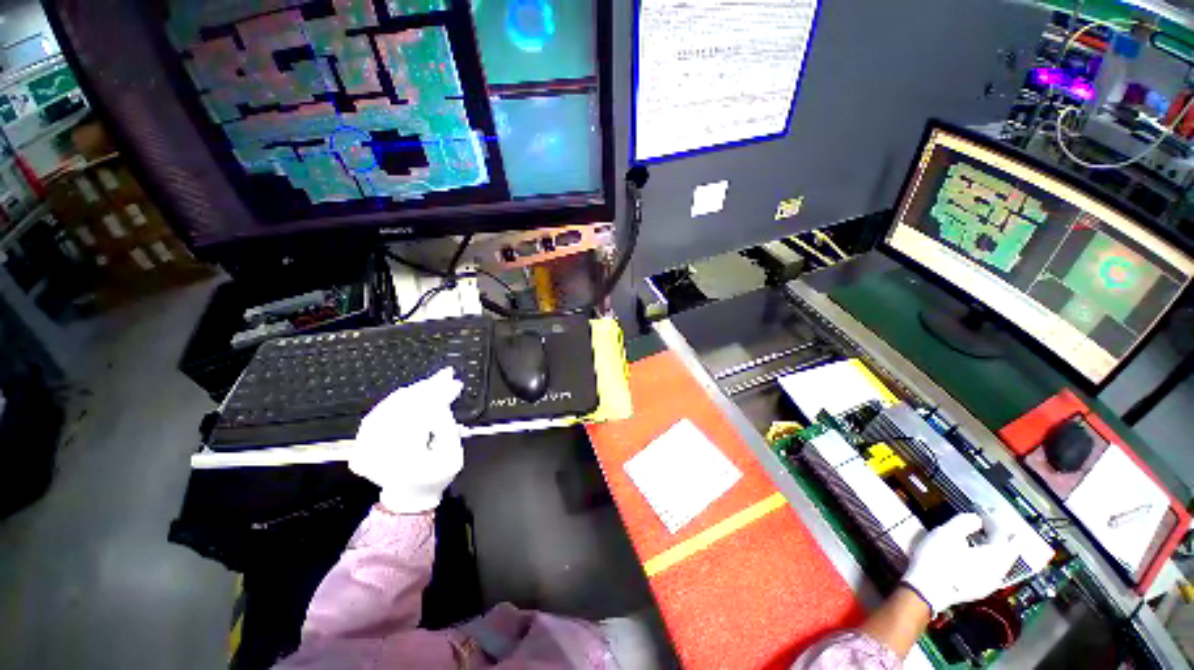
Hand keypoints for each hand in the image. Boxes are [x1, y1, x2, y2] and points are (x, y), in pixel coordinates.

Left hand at [349, 368, 463, 513]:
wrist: (409, 496)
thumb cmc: (436, 478)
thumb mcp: (453, 456)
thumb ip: (447, 428)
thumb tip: (440, 401)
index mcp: (403, 459)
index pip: (420, 415)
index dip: (438, 396)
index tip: (454, 383)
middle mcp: (379, 451)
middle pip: (402, 407)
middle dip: (427, 388)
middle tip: (446, 376)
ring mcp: (366, 445)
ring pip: (390, 406)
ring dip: (414, 390)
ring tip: (434, 381)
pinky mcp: (363, 439)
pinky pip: (380, 410)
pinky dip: (398, 398)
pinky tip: (414, 391)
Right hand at [901, 513, 1018, 615]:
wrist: (926, 590)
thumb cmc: (937, 558)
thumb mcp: (946, 533)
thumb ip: (964, 522)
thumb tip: (976, 519)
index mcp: (995, 556)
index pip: (1003, 535)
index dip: (995, 522)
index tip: (986, 512)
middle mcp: (999, 571)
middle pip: (1009, 552)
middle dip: (1004, 538)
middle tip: (997, 526)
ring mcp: (991, 584)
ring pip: (1002, 563)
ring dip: (998, 550)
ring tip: (988, 540)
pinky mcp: (981, 591)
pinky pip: (994, 572)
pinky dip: (991, 561)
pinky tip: (979, 558)